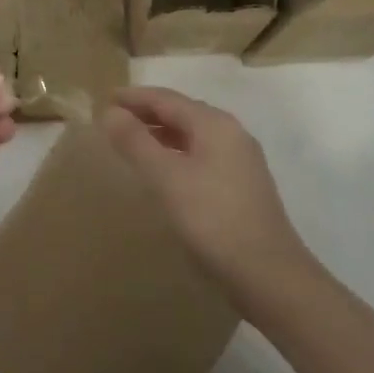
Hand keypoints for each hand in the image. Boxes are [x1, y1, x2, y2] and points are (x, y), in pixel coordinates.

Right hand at [100, 86, 318, 313]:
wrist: (269, 275)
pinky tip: (163, 170)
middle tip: (113, 119)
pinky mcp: (242, 186)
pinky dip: (176, 152)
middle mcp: (231, 134)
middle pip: (182, 112)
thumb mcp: (167, 178)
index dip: (134, 97)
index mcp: (215, 125)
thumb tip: (109, 112)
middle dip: (147, 112)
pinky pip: (201, 154)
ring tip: (132, 141)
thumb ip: (136, 142)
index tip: (104, 98)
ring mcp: (240, 160)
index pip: (167, 99)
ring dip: (161, 133)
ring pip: (193, 134)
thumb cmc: (213, 219)